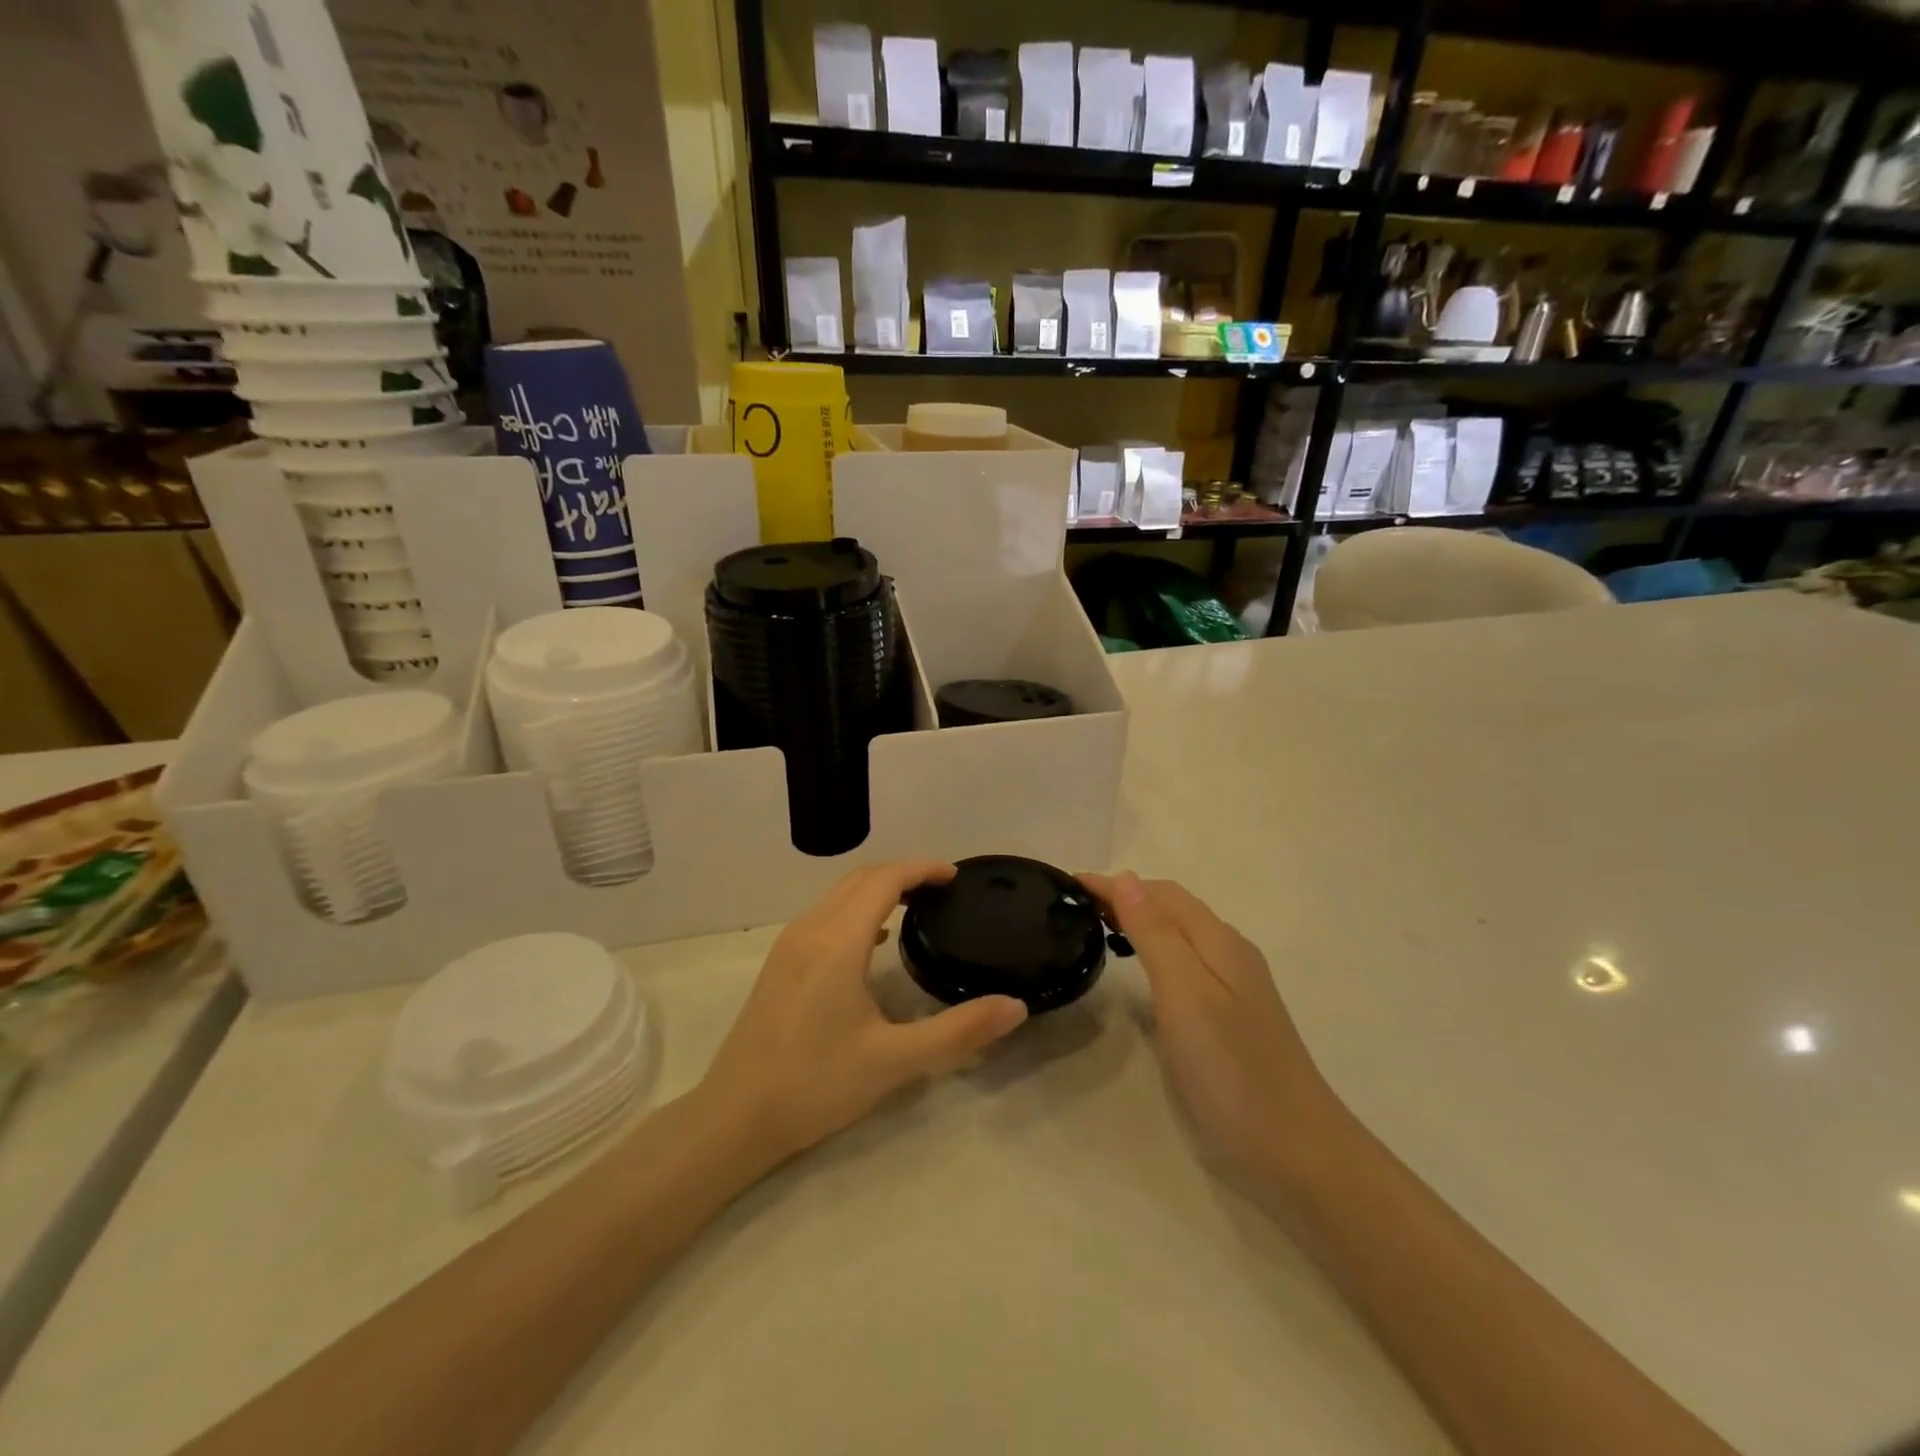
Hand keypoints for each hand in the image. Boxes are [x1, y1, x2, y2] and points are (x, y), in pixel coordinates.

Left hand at [699, 861, 1028, 1166]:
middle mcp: (810, 930)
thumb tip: (1015, 1007)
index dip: (922, 868)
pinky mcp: (779, 964)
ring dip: (877, 888)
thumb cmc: (815, 1085)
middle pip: (860, 878)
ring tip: (916, 906)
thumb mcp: (894, 1062)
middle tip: (942, 890)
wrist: (734, 1118)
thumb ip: (958, 1032)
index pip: (884, 880)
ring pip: (838, 894)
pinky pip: (824, 914)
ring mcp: (789, 945)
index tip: (955, 877)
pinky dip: (856, 908)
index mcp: (838, 941)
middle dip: (903, 873)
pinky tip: (874, 942)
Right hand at [1080, 872, 1339, 1188]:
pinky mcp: (1232, 1018)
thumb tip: (1127, 878)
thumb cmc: (1231, 1070)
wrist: (1297, 1153)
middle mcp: (1230, 954)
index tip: (1068, 884)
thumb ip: (1155, 933)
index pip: (1160, 893)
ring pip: (1180, 935)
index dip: (1114, 884)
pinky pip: (1186, 963)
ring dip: (1140, 921)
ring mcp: (1235, 987)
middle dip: (1125, 896)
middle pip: (1173, 908)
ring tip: (1099, 928)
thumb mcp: (1185, 993)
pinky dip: (1154, 951)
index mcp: (1219, 942)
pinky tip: (1141, 972)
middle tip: (1076, 906)